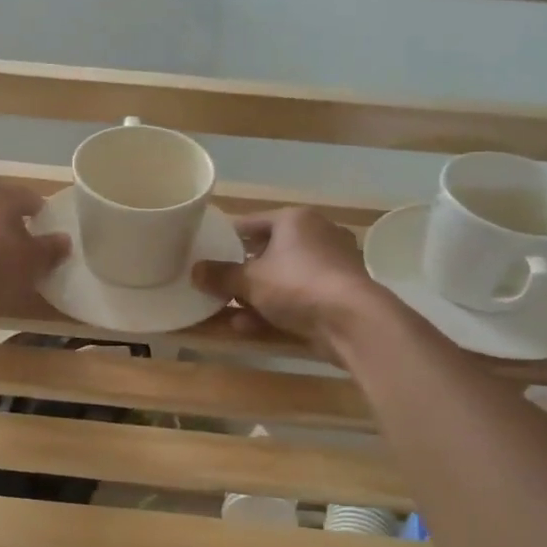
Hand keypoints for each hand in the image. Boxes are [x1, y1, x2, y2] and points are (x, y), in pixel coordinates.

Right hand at [192, 208, 380, 352]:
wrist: (351, 321)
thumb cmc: (297, 285)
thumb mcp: (249, 280)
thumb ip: (220, 275)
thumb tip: (194, 272)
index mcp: (295, 220)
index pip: (252, 222)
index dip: (227, 236)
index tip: (207, 250)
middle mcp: (317, 235)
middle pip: (269, 251)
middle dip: (242, 271)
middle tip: (216, 283)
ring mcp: (331, 266)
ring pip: (282, 278)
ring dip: (254, 295)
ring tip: (226, 310)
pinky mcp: (338, 295)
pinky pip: (297, 298)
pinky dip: (274, 309)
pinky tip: (248, 327)